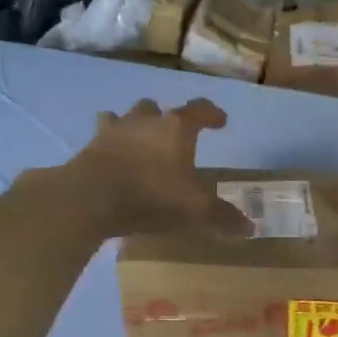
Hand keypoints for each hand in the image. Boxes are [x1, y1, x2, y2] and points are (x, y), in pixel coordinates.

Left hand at [63, 98, 250, 237]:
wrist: (90, 198)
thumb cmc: (152, 195)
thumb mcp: (195, 211)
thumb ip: (222, 217)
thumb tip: (249, 227)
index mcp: (176, 128)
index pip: (199, 110)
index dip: (212, 114)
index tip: (221, 121)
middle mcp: (145, 121)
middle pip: (156, 109)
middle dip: (165, 118)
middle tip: (172, 135)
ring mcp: (112, 132)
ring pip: (124, 118)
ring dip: (133, 127)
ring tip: (138, 143)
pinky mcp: (88, 149)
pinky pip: (102, 141)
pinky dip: (109, 148)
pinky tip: (112, 162)